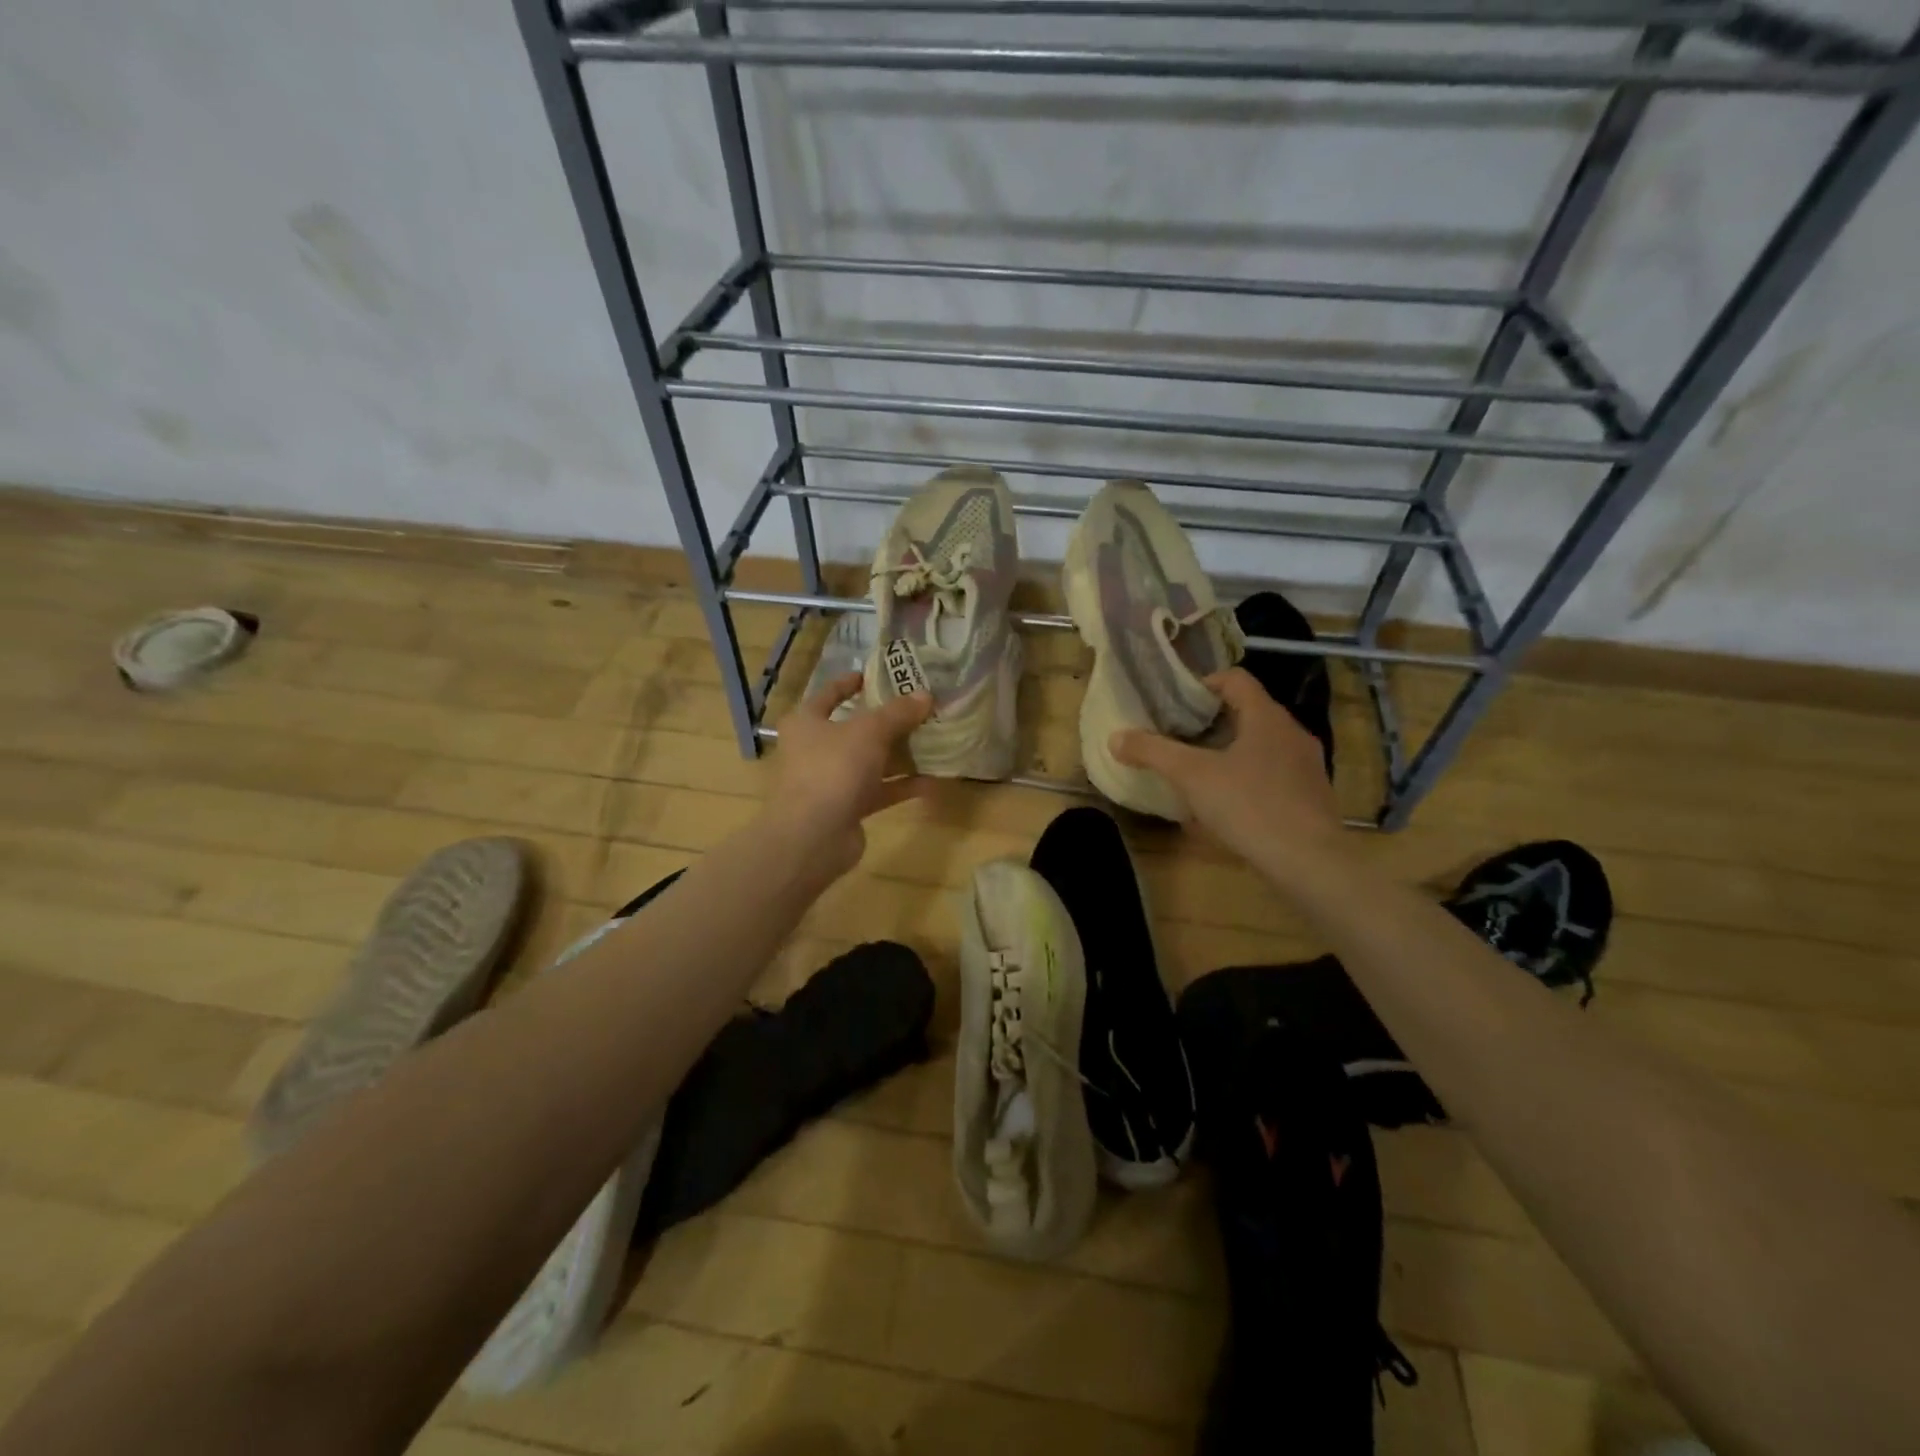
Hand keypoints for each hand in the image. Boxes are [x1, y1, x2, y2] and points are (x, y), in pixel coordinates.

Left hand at [764, 670, 932, 878]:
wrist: (813, 836)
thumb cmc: (833, 768)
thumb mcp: (869, 731)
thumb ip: (898, 713)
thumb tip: (926, 695)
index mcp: (806, 722)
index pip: (828, 694)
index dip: (850, 683)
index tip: (876, 676)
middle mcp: (815, 750)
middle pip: (855, 730)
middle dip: (888, 722)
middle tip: (920, 710)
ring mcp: (831, 781)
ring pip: (871, 762)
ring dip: (900, 755)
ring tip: (934, 742)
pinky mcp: (847, 808)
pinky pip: (879, 791)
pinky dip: (903, 786)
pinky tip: (934, 781)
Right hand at [1110, 667, 1341, 877]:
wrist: (1309, 862)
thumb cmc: (1249, 805)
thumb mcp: (1191, 776)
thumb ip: (1153, 752)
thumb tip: (1115, 737)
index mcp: (1267, 717)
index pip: (1235, 679)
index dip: (1202, 684)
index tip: (1175, 703)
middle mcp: (1292, 733)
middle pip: (1247, 712)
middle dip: (1210, 722)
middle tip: (1178, 737)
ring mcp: (1306, 766)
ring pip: (1261, 745)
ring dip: (1229, 752)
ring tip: (1199, 772)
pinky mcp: (1311, 797)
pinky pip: (1273, 775)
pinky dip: (1248, 779)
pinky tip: (1228, 805)